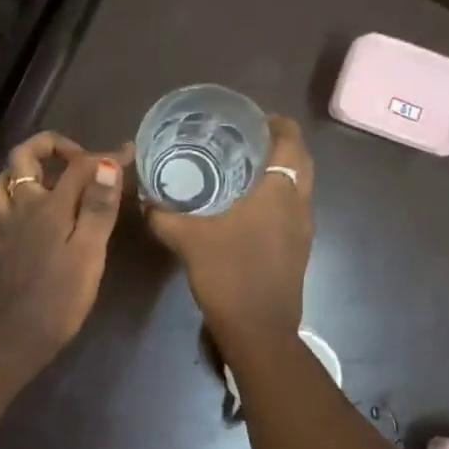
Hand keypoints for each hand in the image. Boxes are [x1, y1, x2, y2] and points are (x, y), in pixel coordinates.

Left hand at [0, 131, 128, 371]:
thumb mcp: (89, 253)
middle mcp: (21, 208)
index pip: (78, 166)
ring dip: (20, 174)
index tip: (128, 156)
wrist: (15, 336)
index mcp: (49, 206)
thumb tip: (106, 165)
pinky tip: (17, 219)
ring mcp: (4, 228)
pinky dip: (4, 209)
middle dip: (48, 146)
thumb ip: (97, 207)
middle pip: (22, 158)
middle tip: (76, 159)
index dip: (104, 157)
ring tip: (45, 181)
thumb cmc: (59, 297)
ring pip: (0, 183)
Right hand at [147, 116, 313, 347]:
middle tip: (241, 140)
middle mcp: (299, 202)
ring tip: (240, 167)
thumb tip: (144, 198)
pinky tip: (245, 206)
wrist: (260, 330)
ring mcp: (304, 227)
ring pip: (298, 184)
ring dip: (278, 170)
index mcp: (279, 190)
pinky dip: (276, 195)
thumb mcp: (187, 240)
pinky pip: (293, 207)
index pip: (290, 139)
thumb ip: (163, 215)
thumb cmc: (229, 274)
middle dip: (276, 144)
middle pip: (299, 159)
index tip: (248, 118)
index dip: (274, 122)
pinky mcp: (299, 247)